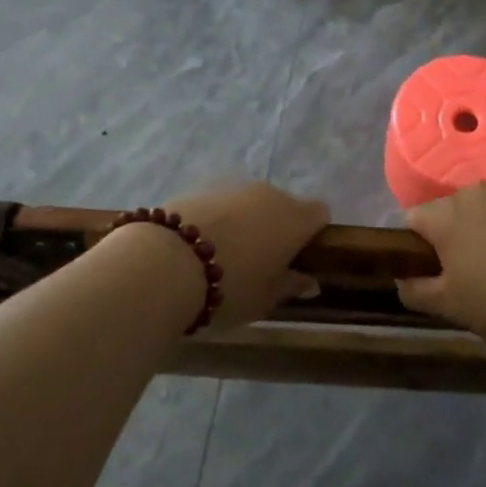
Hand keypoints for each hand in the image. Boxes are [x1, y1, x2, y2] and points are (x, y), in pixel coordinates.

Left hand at [162, 181, 329, 327]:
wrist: (165, 263)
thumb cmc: (228, 288)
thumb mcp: (264, 299)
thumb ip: (290, 286)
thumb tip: (311, 283)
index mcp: (294, 219)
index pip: (320, 214)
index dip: (312, 234)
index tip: (297, 258)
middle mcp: (270, 194)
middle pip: (284, 206)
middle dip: (277, 228)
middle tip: (260, 263)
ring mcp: (235, 187)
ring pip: (252, 203)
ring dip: (247, 223)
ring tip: (224, 255)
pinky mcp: (203, 187)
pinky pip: (222, 203)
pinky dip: (218, 219)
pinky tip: (198, 246)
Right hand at [397, 184, 485, 346]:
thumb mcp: (450, 307)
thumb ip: (416, 291)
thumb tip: (402, 280)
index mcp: (446, 215)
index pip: (413, 220)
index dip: (415, 247)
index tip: (430, 274)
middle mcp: (476, 193)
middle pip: (451, 212)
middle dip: (453, 237)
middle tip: (468, 275)